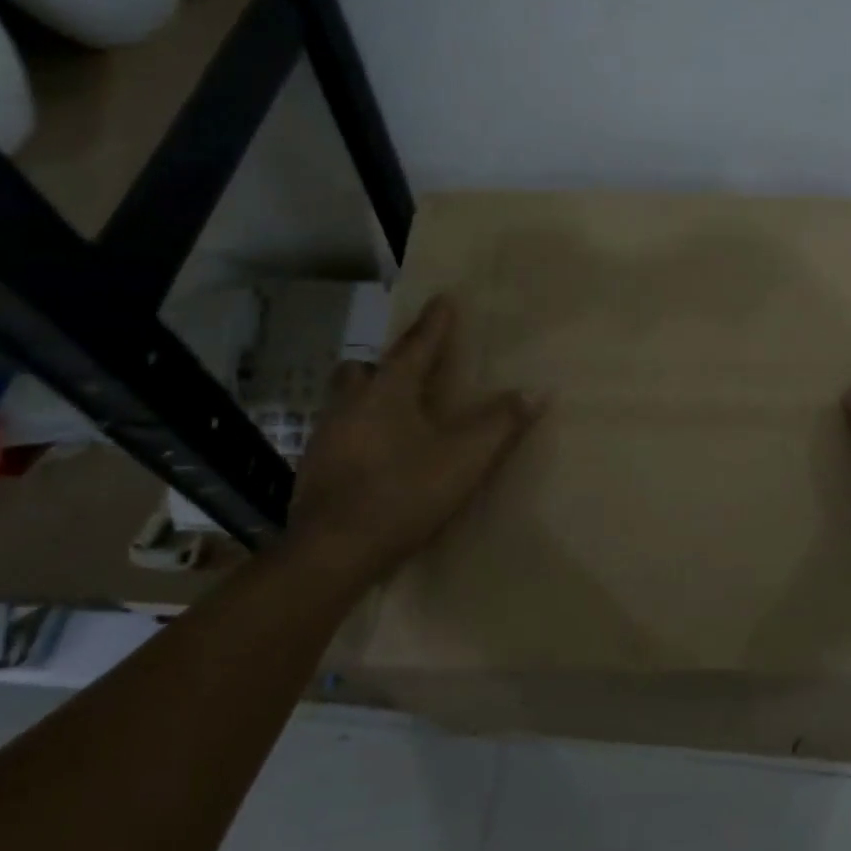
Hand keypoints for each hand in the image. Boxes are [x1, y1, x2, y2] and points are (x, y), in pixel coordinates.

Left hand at [286, 294, 541, 583]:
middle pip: (364, 369)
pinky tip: (376, 458)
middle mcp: (351, 404)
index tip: (444, 298)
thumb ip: (501, 423)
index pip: (417, 345)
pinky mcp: (314, 469)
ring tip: (396, 418)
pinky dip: (359, 434)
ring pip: (346, 401)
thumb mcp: (465, 459)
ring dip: (369, 399)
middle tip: (411, 373)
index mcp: (388, 391)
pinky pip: (340, 434)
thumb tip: (536, 390)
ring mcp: (326, 436)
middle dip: (387, 364)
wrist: (332, 552)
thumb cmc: (402, 493)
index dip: (435, 323)